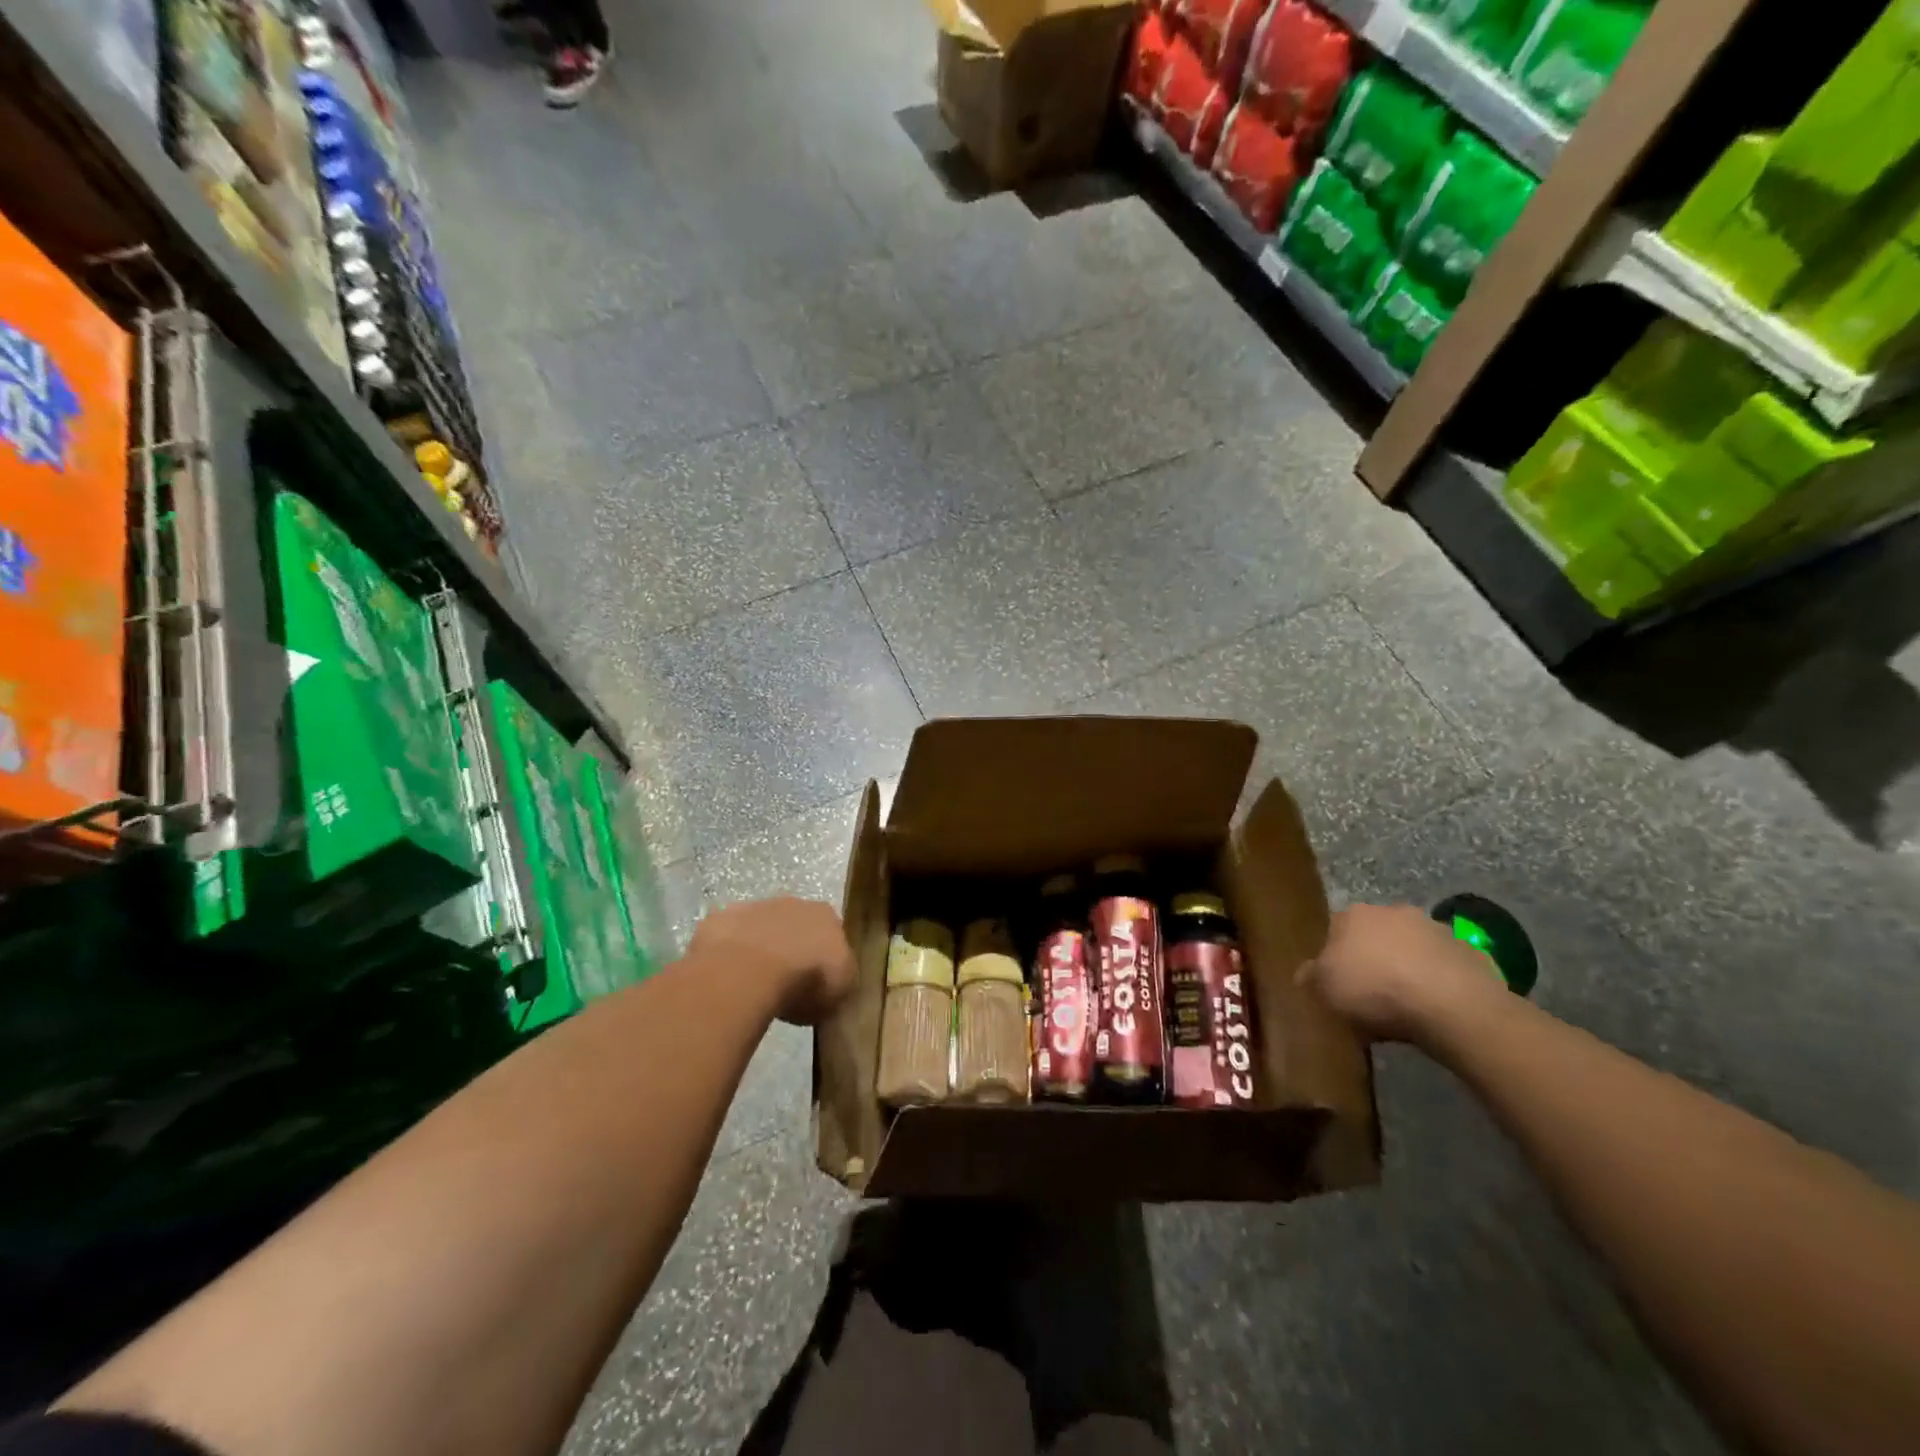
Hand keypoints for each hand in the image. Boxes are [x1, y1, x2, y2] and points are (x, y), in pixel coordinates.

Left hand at [688, 896, 857, 1025]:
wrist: (751, 970)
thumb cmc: (805, 980)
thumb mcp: (840, 992)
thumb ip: (840, 981)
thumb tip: (833, 985)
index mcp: (826, 916)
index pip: (831, 932)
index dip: (824, 956)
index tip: (818, 981)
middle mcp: (794, 903)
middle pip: (795, 924)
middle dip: (791, 947)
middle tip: (785, 982)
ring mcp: (754, 907)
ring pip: (760, 927)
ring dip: (759, 948)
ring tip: (752, 984)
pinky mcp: (720, 918)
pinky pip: (728, 937)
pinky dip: (728, 953)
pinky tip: (726, 977)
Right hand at [1300, 902, 1506, 1043]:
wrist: (1452, 1006)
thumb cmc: (1375, 990)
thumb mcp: (1324, 989)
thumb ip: (1310, 977)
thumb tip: (1304, 973)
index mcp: (1353, 914)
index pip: (1334, 929)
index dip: (1333, 957)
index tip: (1337, 984)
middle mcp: (1392, 911)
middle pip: (1374, 935)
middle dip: (1371, 959)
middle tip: (1369, 994)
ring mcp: (1435, 929)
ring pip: (1410, 949)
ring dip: (1406, 969)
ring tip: (1405, 1006)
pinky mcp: (1469, 952)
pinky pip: (1442, 968)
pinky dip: (1437, 983)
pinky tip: (1434, 1009)